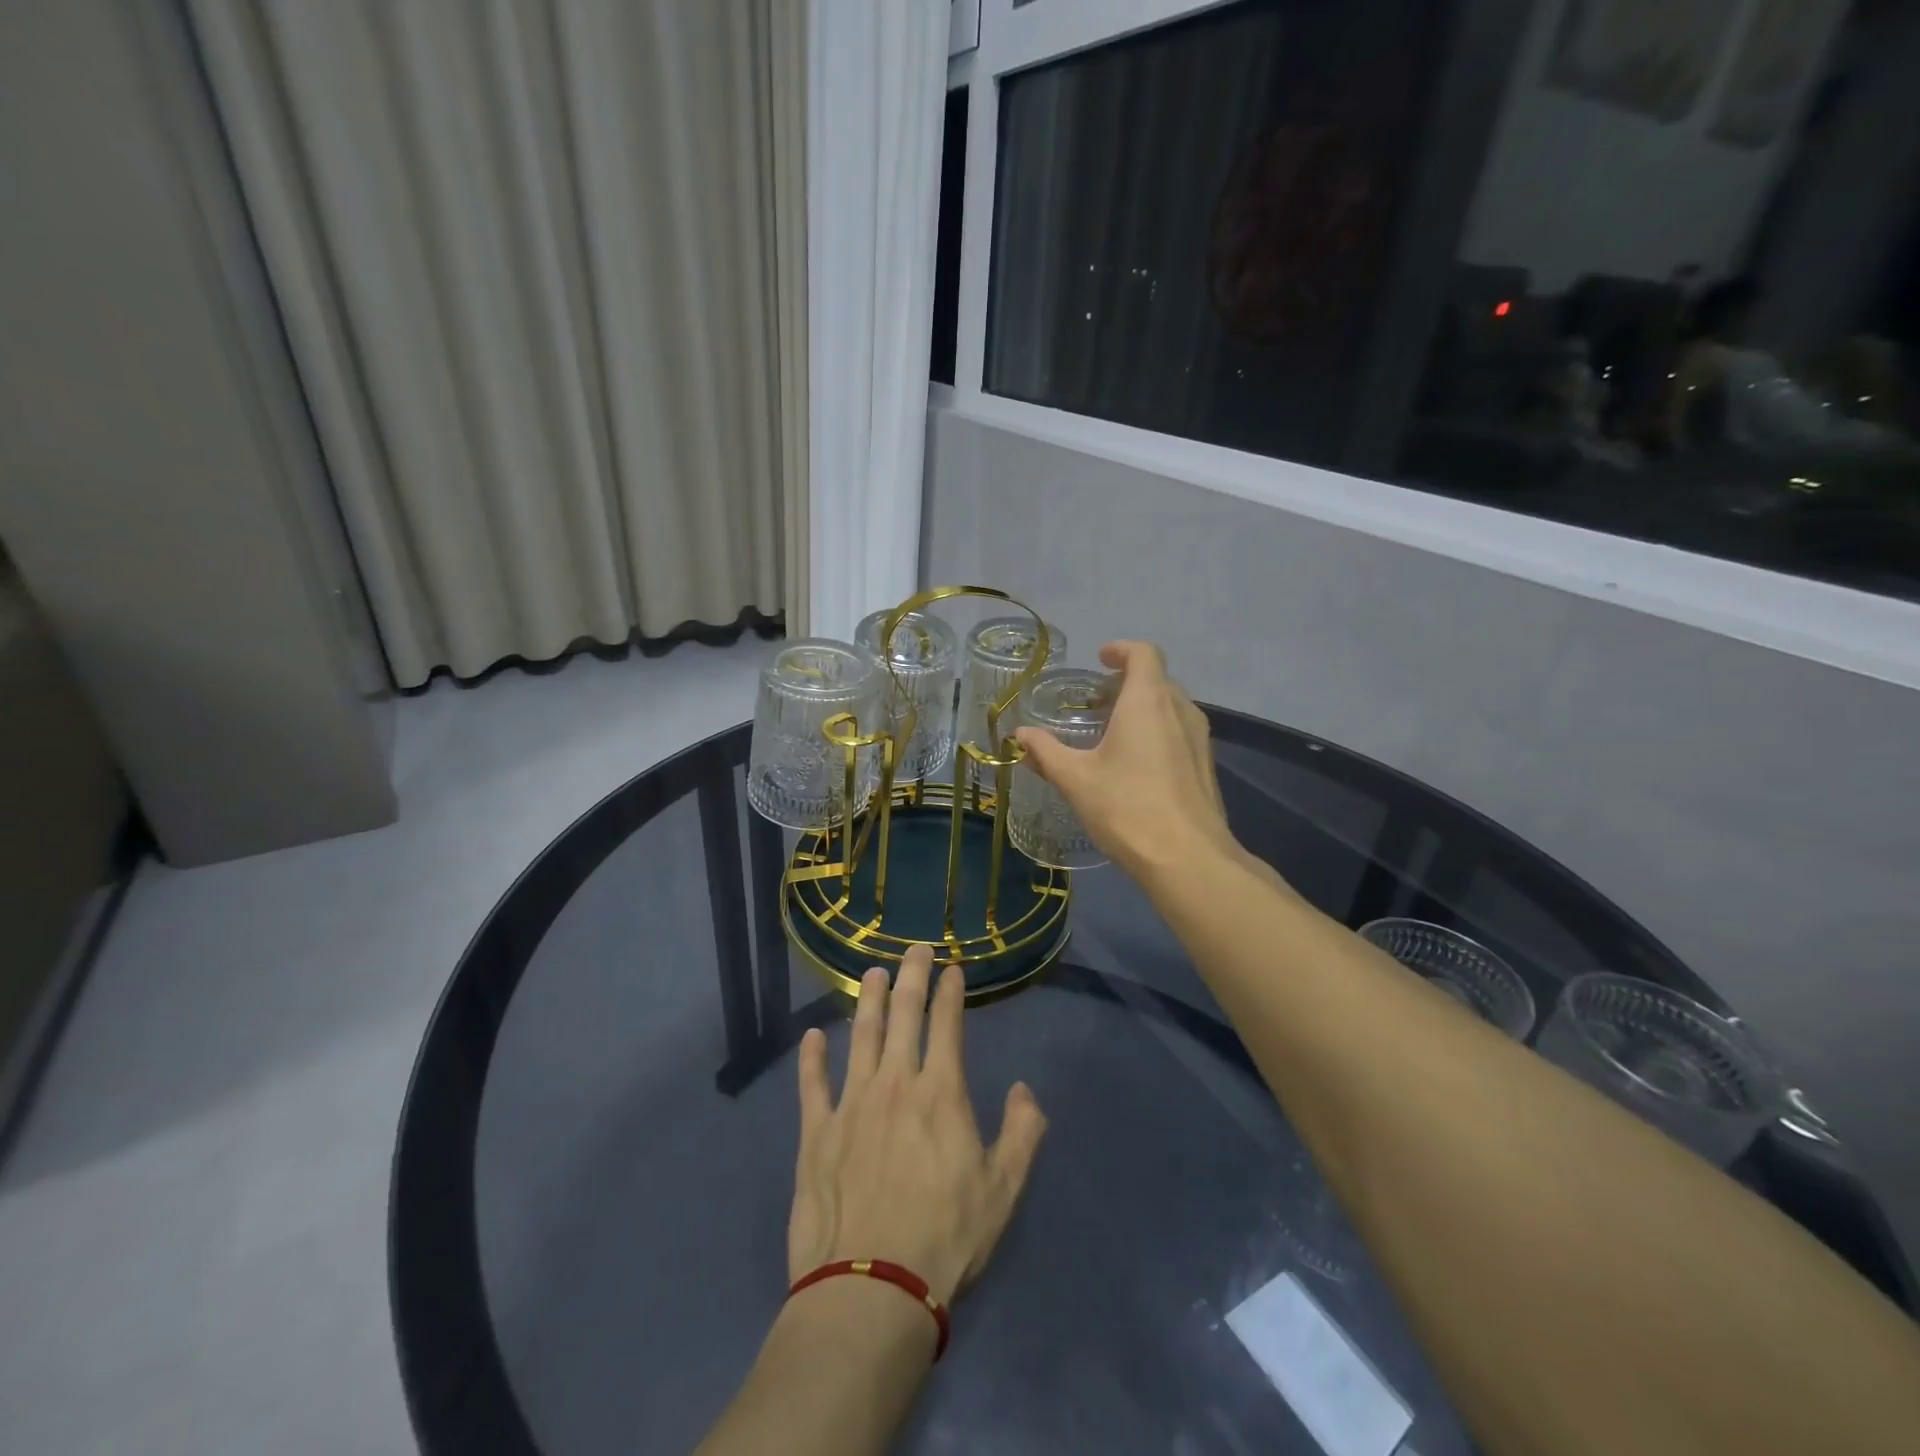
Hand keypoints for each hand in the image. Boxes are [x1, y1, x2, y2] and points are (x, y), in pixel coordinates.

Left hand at [789, 945, 1046, 1305]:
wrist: (871, 1288)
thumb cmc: (945, 1238)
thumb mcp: (1003, 1191)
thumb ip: (1022, 1134)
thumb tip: (1025, 1090)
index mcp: (940, 1092)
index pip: (947, 1024)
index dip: (950, 991)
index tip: (952, 968)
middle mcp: (895, 1082)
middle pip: (903, 1014)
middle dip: (911, 975)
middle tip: (915, 948)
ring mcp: (851, 1103)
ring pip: (860, 1035)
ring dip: (868, 1000)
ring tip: (872, 973)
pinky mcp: (816, 1132)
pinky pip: (812, 1083)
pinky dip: (811, 1056)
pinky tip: (812, 1036)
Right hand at [1014, 641, 1237, 880]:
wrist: (1188, 859)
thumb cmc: (1126, 808)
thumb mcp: (1075, 779)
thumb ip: (1046, 752)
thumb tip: (1020, 734)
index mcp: (1148, 701)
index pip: (1144, 654)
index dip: (1121, 650)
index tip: (1101, 659)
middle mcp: (1180, 710)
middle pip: (1157, 679)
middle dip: (1127, 682)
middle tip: (1097, 701)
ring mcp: (1199, 739)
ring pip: (1171, 707)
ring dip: (1144, 707)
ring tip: (1114, 732)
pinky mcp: (1206, 766)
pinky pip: (1181, 732)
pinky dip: (1158, 732)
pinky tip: (1137, 764)